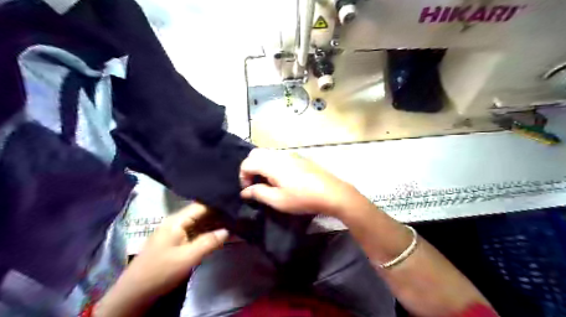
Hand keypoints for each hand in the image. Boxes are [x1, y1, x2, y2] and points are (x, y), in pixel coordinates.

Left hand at [95, 204, 228, 315]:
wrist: (134, 294)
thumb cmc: (161, 272)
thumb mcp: (187, 257)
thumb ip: (209, 242)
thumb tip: (228, 230)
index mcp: (177, 220)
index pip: (202, 205)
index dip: (219, 204)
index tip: (236, 204)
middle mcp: (177, 222)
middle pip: (202, 213)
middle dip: (219, 214)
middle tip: (239, 214)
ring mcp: (177, 232)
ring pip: (200, 223)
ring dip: (215, 224)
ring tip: (235, 222)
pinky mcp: (178, 242)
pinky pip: (196, 233)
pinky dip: (209, 233)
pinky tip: (221, 235)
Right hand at [240, 150, 356, 216]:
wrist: (331, 192)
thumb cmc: (302, 198)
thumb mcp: (278, 200)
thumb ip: (258, 193)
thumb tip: (245, 191)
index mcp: (271, 164)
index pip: (247, 163)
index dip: (242, 177)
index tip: (248, 190)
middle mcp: (279, 155)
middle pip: (255, 154)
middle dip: (250, 168)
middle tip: (255, 184)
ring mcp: (290, 154)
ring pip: (267, 153)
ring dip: (261, 165)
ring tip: (267, 182)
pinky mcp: (299, 157)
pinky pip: (278, 156)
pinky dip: (272, 164)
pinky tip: (280, 178)